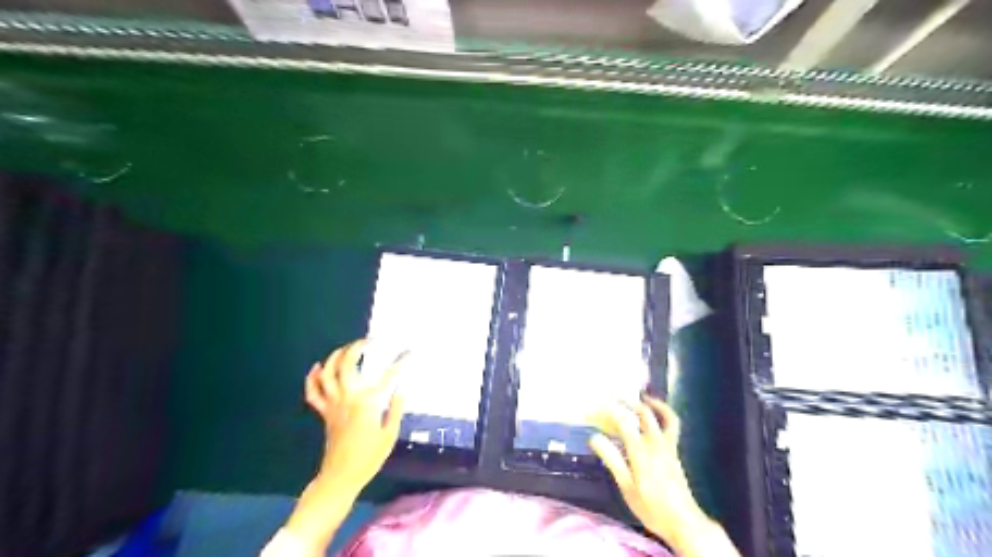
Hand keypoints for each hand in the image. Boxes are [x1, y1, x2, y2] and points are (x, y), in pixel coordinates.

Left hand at [306, 338, 406, 497]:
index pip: (387, 377)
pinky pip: (313, 392)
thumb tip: (403, 389)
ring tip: (345, 348)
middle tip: (369, 341)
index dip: (400, 363)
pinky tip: (318, 367)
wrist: (340, 477)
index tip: (409, 353)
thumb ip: (395, 409)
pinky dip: (313, 378)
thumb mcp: (389, 435)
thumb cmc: (368, 458)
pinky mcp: (324, 413)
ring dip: (335, 357)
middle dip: (357, 348)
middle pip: (347, 365)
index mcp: (367, 403)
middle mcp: (348, 398)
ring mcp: (333, 404)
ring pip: (327, 373)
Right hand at [591, 394, 730, 553]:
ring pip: (664, 416)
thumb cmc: (651, 507)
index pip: (623, 422)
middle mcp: (656, 443)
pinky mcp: (675, 451)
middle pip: (644, 413)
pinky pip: (672, 425)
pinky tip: (657, 416)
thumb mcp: (626, 486)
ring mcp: (668, 446)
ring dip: (654, 403)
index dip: (609, 411)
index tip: (597, 405)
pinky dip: (665, 415)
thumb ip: (612, 460)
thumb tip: (594, 438)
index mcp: (641, 451)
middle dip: (628, 401)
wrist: (683, 522)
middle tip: (615, 396)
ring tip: (643, 396)